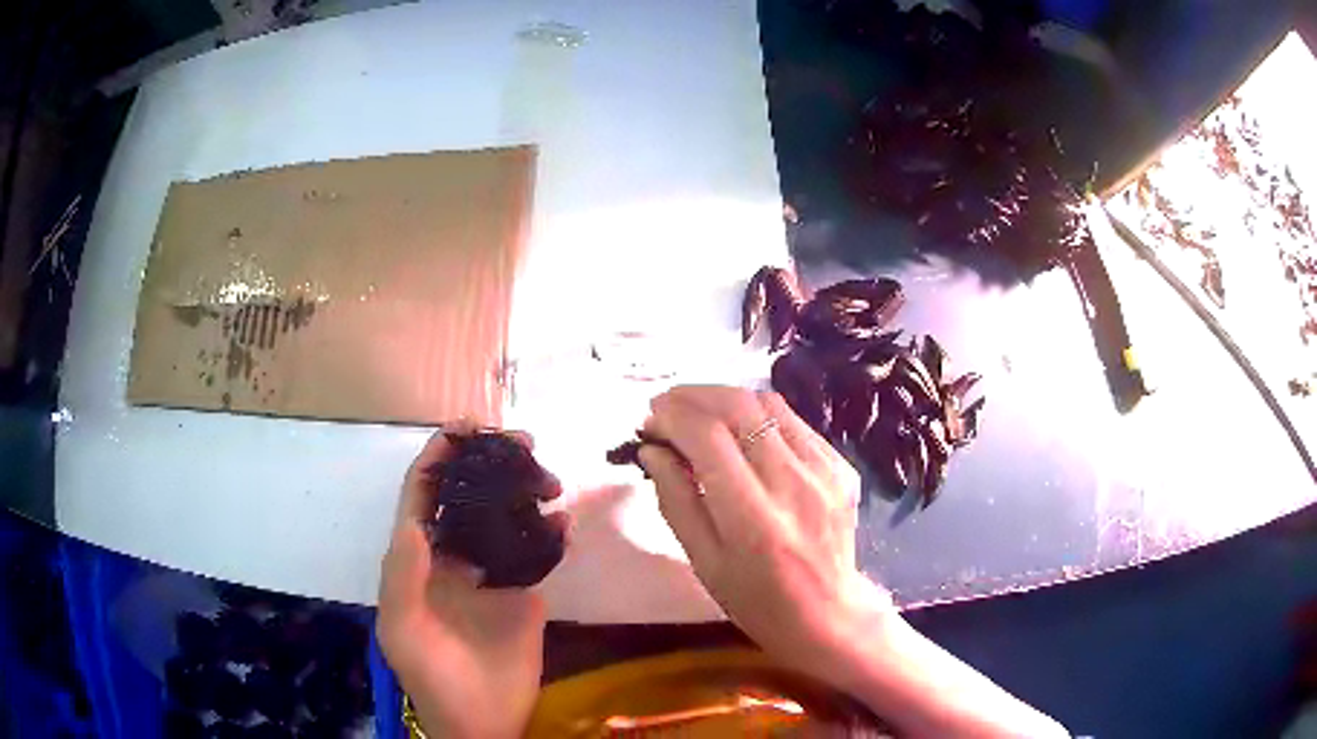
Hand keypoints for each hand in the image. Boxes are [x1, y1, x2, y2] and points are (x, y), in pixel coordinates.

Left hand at [377, 427, 545, 738]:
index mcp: (417, 559)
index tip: (466, 426)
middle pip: (467, 494)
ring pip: (505, 516)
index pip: (422, 494)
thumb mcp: (402, 630)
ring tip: (550, 480)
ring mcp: (492, 573)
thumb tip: (415, 522)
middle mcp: (453, 556)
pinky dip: (552, 533)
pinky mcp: (526, 592)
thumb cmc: (431, 678)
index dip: (438, 456)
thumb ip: (403, 577)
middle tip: (525, 442)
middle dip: (489, 462)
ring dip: (524, 490)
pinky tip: (565, 525)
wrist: (482, 723)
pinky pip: (538, 553)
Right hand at [637, 386, 888, 679]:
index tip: (649, 417)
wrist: (828, 615)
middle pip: (738, 407)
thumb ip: (676, 501)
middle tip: (666, 406)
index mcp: (753, 518)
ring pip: (767, 404)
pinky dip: (758, 415)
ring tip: (698, 413)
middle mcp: (793, 483)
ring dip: (724, 398)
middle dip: (693, 395)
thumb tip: (652, 450)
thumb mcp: (703, 562)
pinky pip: (793, 421)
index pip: (707, 437)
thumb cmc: (756, 601)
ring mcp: (824, 470)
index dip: (672, 415)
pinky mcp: (841, 465)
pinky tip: (741, 432)